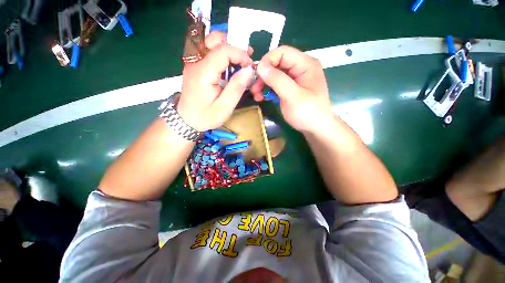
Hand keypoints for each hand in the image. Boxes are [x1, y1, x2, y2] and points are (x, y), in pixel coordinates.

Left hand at [177, 32, 254, 131]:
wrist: (186, 120)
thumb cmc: (205, 116)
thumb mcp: (224, 107)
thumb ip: (237, 88)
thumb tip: (249, 70)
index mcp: (203, 72)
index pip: (223, 50)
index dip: (240, 54)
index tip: (250, 66)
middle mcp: (196, 62)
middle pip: (214, 39)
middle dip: (233, 45)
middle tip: (246, 59)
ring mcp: (193, 62)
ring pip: (211, 42)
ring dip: (228, 48)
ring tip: (239, 61)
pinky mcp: (195, 66)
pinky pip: (209, 52)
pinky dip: (222, 54)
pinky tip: (229, 66)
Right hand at [250, 46, 332, 134]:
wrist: (316, 128)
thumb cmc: (308, 113)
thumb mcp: (293, 97)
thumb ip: (278, 80)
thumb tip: (260, 67)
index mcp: (306, 64)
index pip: (282, 52)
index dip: (267, 61)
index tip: (257, 76)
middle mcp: (300, 67)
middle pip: (277, 63)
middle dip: (264, 75)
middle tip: (254, 89)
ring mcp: (295, 78)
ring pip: (274, 74)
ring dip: (263, 83)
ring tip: (256, 95)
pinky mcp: (290, 88)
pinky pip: (276, 84)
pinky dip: (267, 89)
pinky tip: (262, 97)